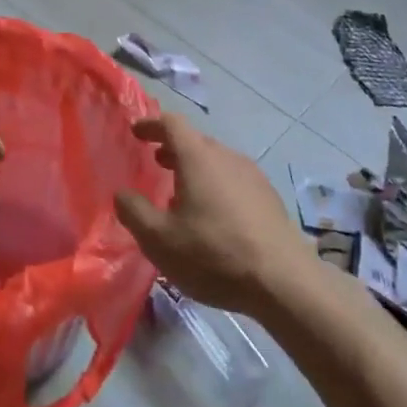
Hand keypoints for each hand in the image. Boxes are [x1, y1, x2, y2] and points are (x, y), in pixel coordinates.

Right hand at [114, 113, 311, 315]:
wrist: (285, 282)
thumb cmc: (214, 255)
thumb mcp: (160, 240)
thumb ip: (134, 212)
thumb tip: (121, 194)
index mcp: (198, 157)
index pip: (171, 124)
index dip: (151, 124)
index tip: (137, 132)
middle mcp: (226, 157)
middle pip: (196, 141)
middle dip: (173, 148)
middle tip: (156, 163)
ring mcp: (252, 176)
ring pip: (217, 161)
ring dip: (196, 168)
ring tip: (182, 193)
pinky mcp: (270, 198)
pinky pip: (234, 179)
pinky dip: (216, 185)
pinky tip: (214, 216)